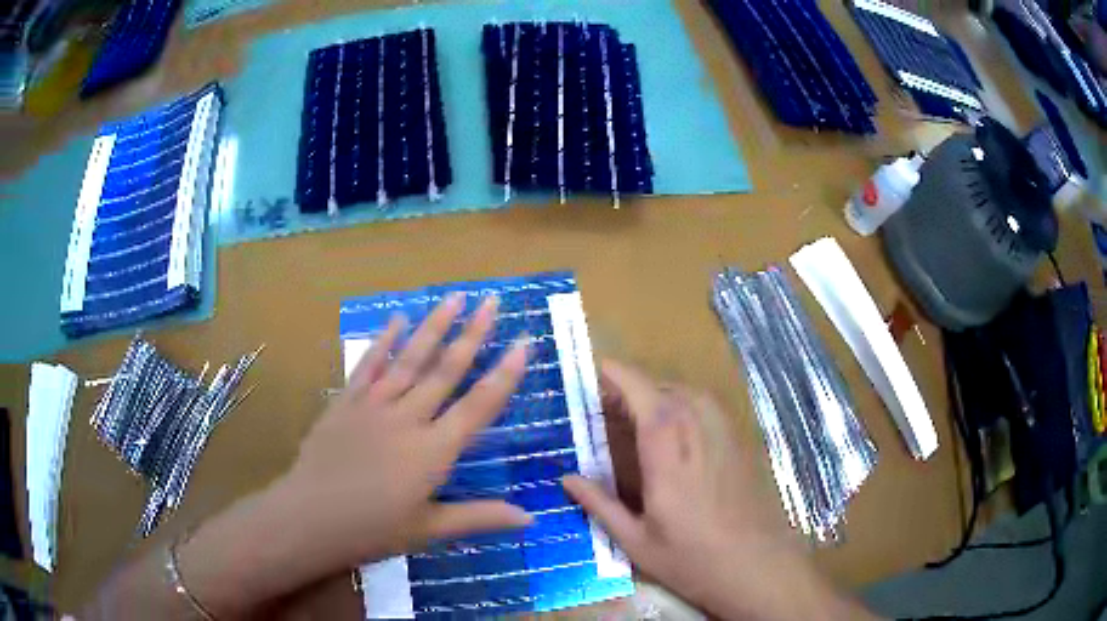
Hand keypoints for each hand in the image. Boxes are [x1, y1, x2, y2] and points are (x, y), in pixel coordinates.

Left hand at [275, 293, 532, 567]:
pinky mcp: (346, 402)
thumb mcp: (430, 530)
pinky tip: (397, 319)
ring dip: (434, 326)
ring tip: (454, 296)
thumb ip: (479, 518)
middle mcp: (408, 418)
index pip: (478, 405)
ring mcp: (374, 405)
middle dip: (473, 334)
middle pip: (446, 370)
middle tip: (492, 301)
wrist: (310, 518)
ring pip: (410, 359)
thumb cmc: (373, 530)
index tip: (524, 342)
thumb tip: (530, 518)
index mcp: (434, 451)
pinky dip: (384, 341)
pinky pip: (368, 365)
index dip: (505, 374)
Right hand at [563, 361, 869, 620]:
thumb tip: (567, 478)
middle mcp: (699, 433)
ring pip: (690, 394)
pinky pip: (708, 408)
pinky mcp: (740, 443)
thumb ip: (601, 505)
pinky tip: (676, 430)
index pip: (644, 398)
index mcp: (668, 455)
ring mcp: (724, 435)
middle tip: (608, 403)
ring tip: (638, 414)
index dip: (621, 376)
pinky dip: (685, 404)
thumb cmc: (692, 559)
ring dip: (660, 394)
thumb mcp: (637, 542)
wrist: (757, 565)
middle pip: (665, 390)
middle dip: (635, 387)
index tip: (598, 367)